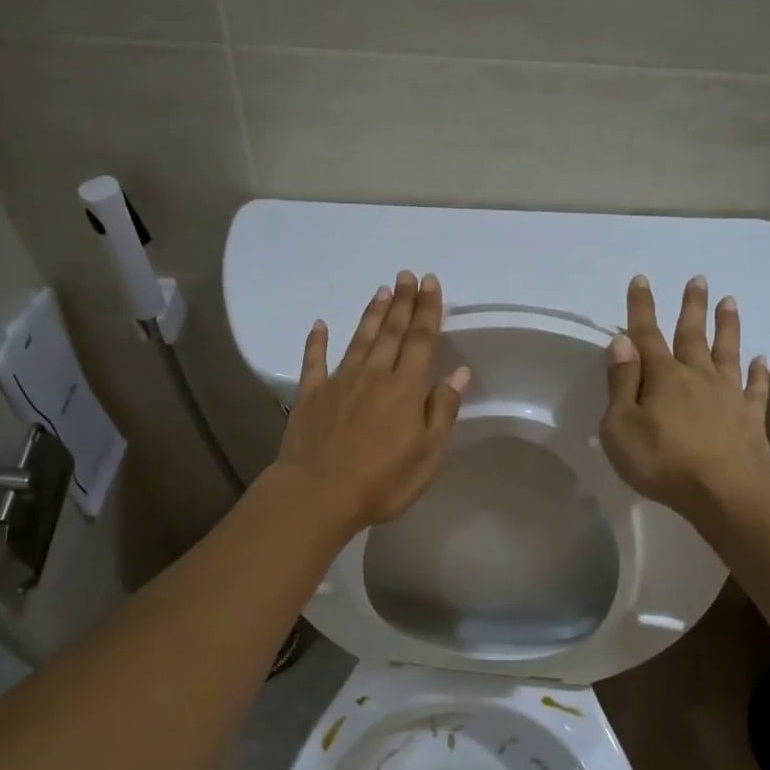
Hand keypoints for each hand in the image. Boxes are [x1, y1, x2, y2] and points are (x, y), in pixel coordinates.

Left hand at [275, 271, 470, 533]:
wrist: (318, 494)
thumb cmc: (381, 482)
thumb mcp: (427, 455)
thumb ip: (442, 411)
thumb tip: (458, 373)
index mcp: (405, 389)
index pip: (421, 340)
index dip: (427, 310)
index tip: (431, 283)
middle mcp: (373, 375)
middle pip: (391, 332)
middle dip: (402, 302)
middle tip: (406, 275)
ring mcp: (338, 382)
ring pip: (359, 339)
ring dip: (372, 315)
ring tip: (381, 291)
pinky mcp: (310, 395)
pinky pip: (314, 361)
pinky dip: (317, 342)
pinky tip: (319, 326)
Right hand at [599, 274, 769, 533]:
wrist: (723, 491)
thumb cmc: (661, 462)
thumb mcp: (621, 427)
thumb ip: (621, 383)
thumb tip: (621, 342)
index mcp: (662, 377)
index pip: (646, 336)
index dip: (641, 308)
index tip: (642, 279)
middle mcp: (697, 376)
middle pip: (692, 335)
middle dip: (692, 307)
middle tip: (698, 279)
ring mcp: (728, 394)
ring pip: (727, 352)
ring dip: (728, 326)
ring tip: (730, 301)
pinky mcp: (751, 417)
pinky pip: (757, 388)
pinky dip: (760, 372)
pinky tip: (763, 359)